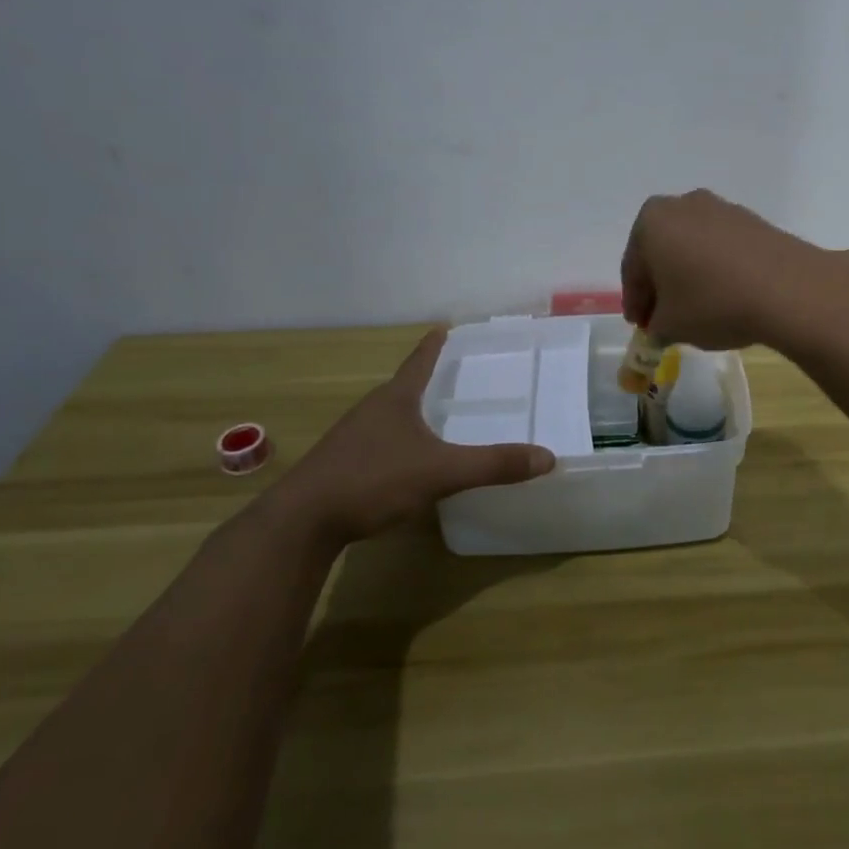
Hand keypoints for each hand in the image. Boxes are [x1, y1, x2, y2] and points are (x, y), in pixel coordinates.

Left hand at [269, 328, 554, 545]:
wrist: (301, 522)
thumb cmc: (372, 480)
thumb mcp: (441, 472)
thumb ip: (493, 465)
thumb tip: (548, 457)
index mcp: (395, 399)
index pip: (419, 361)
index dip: (434, 345)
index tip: (444, 326)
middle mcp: (371, 410)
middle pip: (403, 387)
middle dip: (426, 379)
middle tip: (453, 375)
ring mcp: (351, 438)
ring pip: (388, 417)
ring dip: (410, 413)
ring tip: (433, 418)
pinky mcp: (339, 466)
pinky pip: (377, 444)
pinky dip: (396, 443)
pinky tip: (406, 463)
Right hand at [620, 189, 848, 351]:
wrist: (787, 289)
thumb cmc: (713, 303)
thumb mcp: (671, 326)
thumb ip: (656, 326)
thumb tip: (661, 325)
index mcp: (652, 221)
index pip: (632, 268)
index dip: (635, 302)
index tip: (640, 326)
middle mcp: (683, 205)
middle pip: (661, 251)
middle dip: (660, 285)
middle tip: (663, 318)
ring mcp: (721, 208)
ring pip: (692, 247)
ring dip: (689, 275)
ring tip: (696, 310)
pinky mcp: (753, 220)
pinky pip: (721, 247)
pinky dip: (716, 269)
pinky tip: (725, 296)